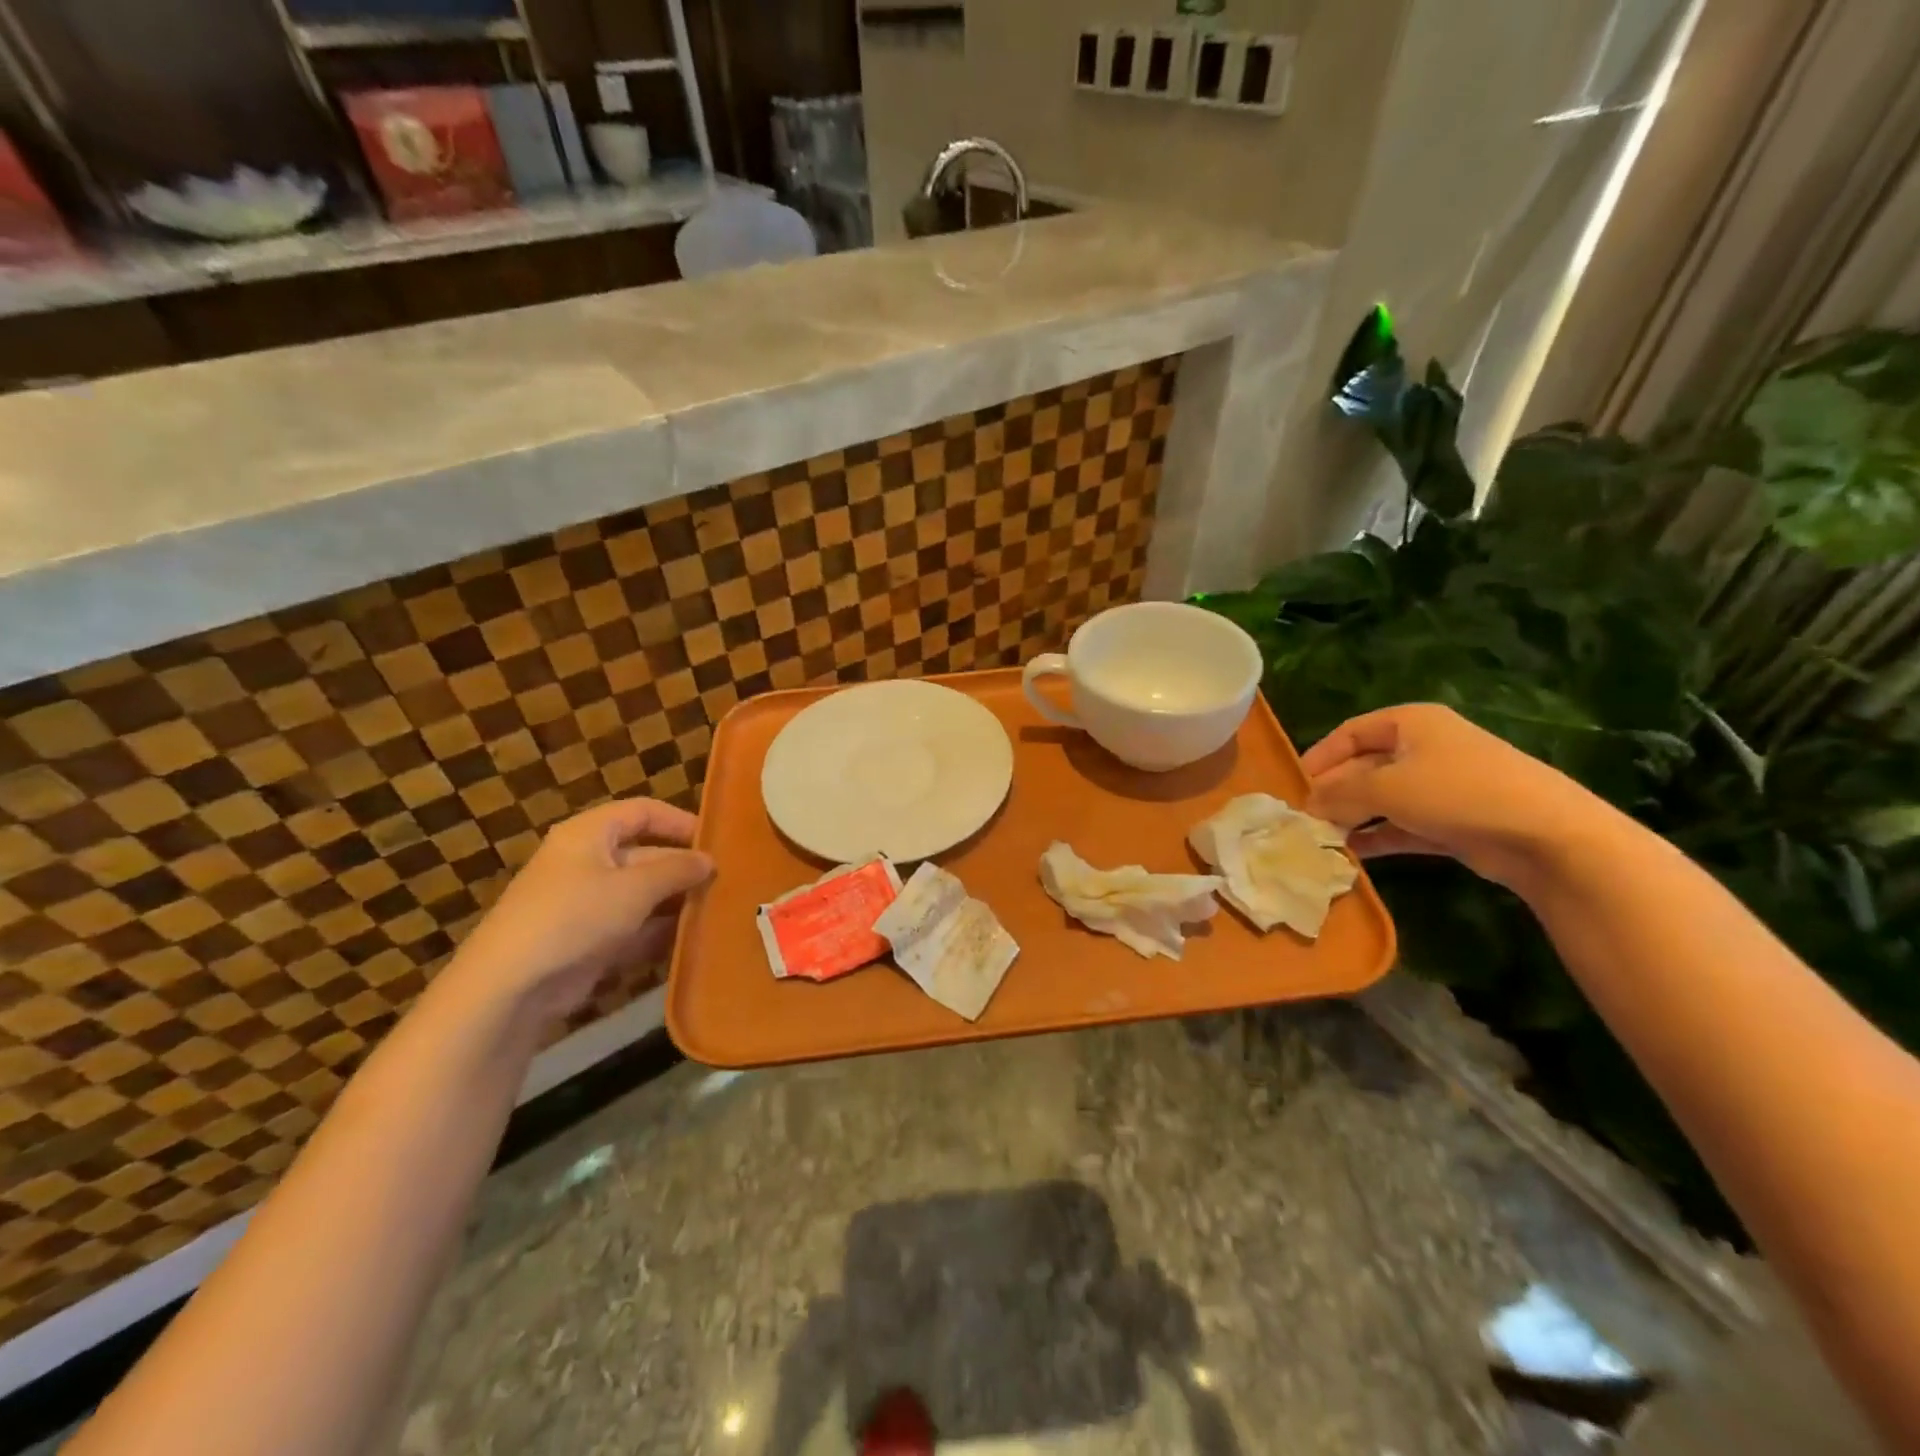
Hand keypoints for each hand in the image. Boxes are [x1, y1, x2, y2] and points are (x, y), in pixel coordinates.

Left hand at [444, 799, 713, 1022]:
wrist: (511, 986)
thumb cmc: (576, 917)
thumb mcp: (635, 888)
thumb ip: (677, 870)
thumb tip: (709, 861)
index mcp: (590, 834)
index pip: (643, 812)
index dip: (680, 821)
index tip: (715, 842)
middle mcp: (586, 862)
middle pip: (645, 855)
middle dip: (683, 870)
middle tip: (725, 884)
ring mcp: (586, 904)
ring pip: (641, 895)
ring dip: (675, 904)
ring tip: (717, 912)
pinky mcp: (587, 941)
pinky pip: (631, 928)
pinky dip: (657, 933)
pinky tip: (690, 942)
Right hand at [1302, 703, 1612, 891]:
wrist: (1547, 837)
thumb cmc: (1458, 793)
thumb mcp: (1385, 787)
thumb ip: (1338, 794)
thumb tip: (1306, 805)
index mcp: (1410, 723)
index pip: (1349, 733)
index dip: (1318, 757)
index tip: (1293, 786)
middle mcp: (1425, 748)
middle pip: (1363, 766)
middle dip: (1333, 791)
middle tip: (1303, 819)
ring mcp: (1441, 786)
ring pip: (1382, 798)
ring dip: (1351, 817)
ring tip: (1320, 839)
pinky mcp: (1453, 821)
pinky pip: (1402, 824)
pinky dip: (1377, 836)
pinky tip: (1351, 854)